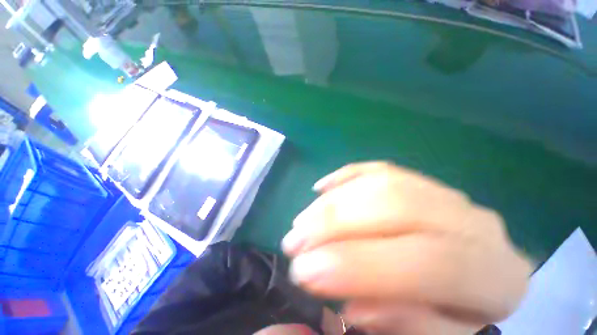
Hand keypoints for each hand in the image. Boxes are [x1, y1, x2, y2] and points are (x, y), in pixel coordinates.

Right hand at [282, 162, 530, 333]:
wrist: (480, 274)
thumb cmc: (461, 312)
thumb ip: (409, 326)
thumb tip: (356, 305)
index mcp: (494, 274)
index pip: (427, 263)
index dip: (356, 265)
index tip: (303, 271)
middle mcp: (472, 222)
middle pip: (395, 207)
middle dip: (333, 223)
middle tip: (294, 240)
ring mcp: (443, 192)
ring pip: (380, 183)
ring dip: (333, 201)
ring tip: (302, 220)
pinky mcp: (417, 179)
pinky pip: (378, 169)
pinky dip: (345, 175)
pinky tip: (321, 187)